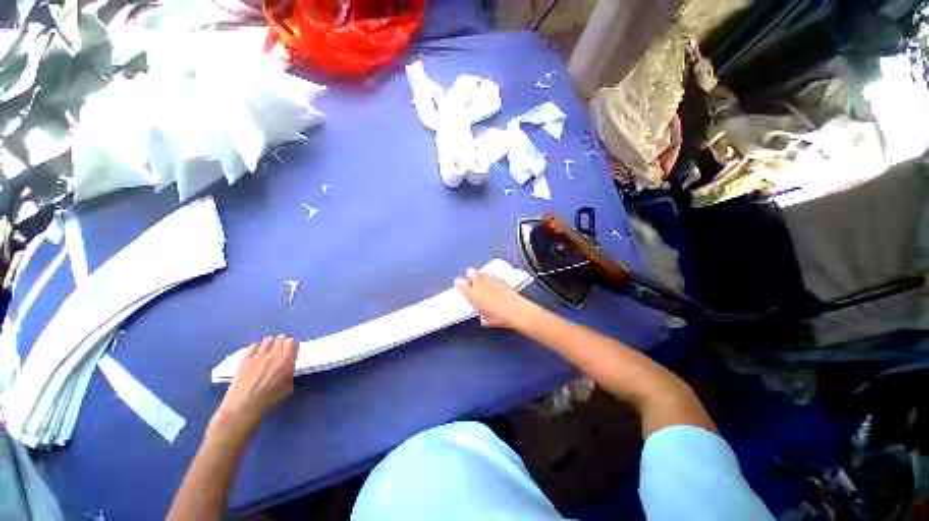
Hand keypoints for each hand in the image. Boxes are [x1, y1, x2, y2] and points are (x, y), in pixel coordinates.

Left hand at [217, 335, 296, 428]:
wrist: (243, 406)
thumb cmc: (269, 399)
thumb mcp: (288, 387)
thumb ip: (289, 372)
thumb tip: (288, 367)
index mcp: (286, 361)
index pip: (293, 343)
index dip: (293, 345)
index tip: (291, 350)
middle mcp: (274, 355)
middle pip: (281, 339)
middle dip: (283, 342)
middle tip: (282, 348)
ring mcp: (258, 356)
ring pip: (268, 340)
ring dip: (271, 343)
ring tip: (270, 348)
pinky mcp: (245, 359)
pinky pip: (254, 345)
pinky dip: (258, 346)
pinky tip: (257, 352)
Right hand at [455, 271, 537, 328]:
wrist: (517, 311)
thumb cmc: (500, 318)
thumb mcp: (486, 321)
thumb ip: (480, 314)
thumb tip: (482, 313)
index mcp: (474, 296)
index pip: (462, 286)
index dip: (459, 283)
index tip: (458, 281)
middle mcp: (480, 286)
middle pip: (471, 275)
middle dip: (469, 275)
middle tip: (468, 275)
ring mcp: (490, 281)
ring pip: (481, 273)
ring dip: (478, 274)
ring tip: (476, 274)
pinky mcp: (500, 279)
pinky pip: (491, 275)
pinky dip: (488, 275)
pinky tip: (489, 277)